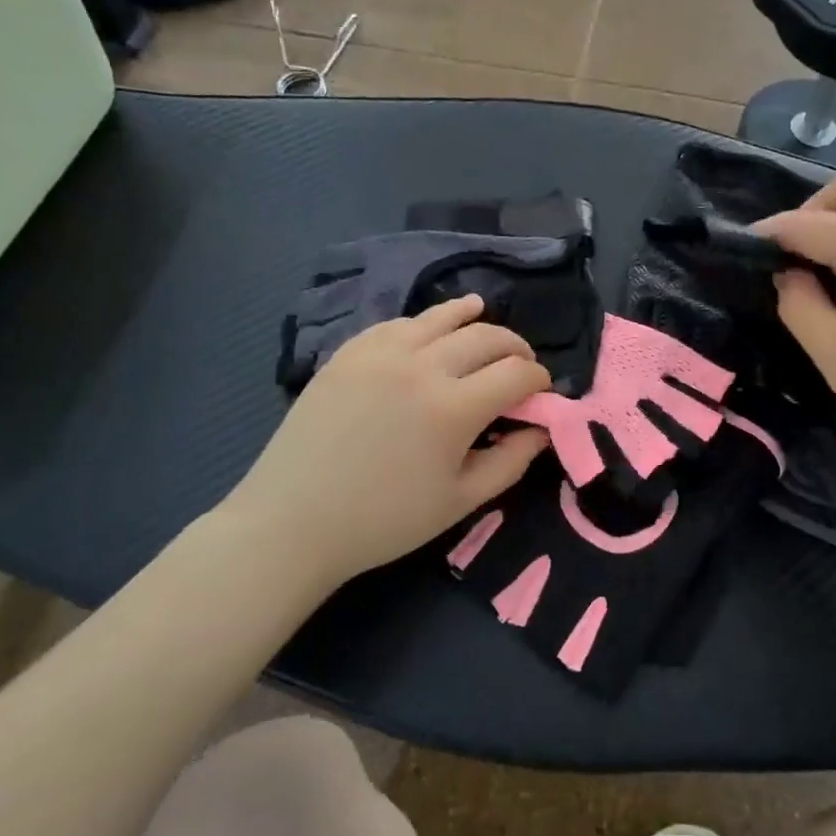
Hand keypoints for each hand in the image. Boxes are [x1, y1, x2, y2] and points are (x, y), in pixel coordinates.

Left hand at [216, 296, 550, 592]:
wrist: (294, 522)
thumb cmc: (384, 521)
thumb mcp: (460, 502)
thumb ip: (511, 462)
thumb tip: (541, 430)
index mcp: (453, 408)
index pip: (516, 373)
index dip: (538, 379)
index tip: (541, 391)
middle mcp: (422, 366)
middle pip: (486, 337)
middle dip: (514, 347)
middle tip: (520, 363)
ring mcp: (380, 353)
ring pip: (441, 317)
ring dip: (471, 317)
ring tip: (482, 313)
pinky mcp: (348, 352)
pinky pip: (397, 324)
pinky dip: (424, 323)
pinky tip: (429, 329)